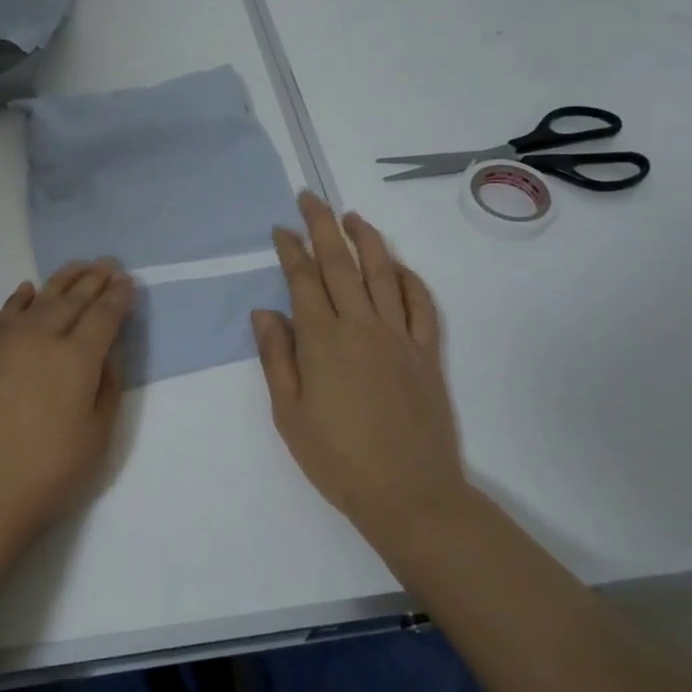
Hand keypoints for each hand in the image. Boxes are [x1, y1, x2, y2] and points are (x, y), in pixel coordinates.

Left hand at [0, 259, 134, 545]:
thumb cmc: (46, 475)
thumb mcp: (96, 440)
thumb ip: (106, 391)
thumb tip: (105, 357)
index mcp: (78, 358)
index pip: (104, 316)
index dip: (118, 297)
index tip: (127, 281)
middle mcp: (42, 339)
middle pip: (73, 300)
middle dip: (94, 280)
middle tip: (107, 263)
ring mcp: (5, 343)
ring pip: (39, 300)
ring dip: (61, 281)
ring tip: (76, 267)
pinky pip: (3, 315)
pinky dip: (19, 299)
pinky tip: (27, 290)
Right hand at [252, 192, 467, 547]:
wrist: (407, 493)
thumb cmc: (337, 458)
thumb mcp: (289, 414)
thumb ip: (277, 357)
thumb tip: (264, 311)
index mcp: (323, 340)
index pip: (303, 279)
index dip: (290, 249)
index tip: (280, 227)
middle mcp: (362, 326)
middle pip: (340, 263)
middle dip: (322, 225)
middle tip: (310, 197)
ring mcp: (399, 336)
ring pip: (383, 273)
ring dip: (366, 239)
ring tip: (352, 216)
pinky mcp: (426, 352)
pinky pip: (421, 304)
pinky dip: (409, 279)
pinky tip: (398, 266)